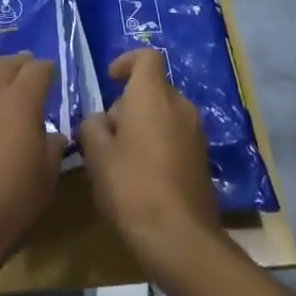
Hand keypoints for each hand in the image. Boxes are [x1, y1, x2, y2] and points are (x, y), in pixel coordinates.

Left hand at [0, 34, 62, 277]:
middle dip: (20, 61)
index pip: (39, 71)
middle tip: (25, 64)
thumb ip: (50, 150)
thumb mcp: (43, 184)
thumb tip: (51, 133)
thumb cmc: (4, 209)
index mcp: (23, 100)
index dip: (47, 70)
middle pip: (8, 62)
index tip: (50, 74)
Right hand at [77, 50, 221, 277]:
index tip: (110, 79)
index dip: (127, 62)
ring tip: (122, 160)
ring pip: (164, 115)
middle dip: (129, 104)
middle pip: (152, 89)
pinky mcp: (203, 159)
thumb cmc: (132, 187)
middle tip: (107, 135)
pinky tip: (144, 178)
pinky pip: (176, 137)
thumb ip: (93, 126)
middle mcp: (179, 105)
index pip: (146, 57)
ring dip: (144, 126)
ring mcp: (196, 133)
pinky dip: (159, 145)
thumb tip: (99, 121)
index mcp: (153, 95)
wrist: (181, 238)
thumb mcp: (97, 155)